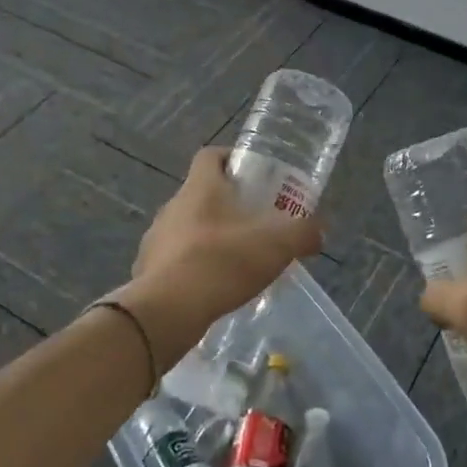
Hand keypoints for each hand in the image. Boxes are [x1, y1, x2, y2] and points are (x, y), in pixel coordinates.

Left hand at [119, 147, 322, 359]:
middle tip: (256, 222)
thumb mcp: (277, 245)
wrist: (168, 311)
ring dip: (210, 237)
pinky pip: (175, 260)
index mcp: (200, 188)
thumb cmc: (223, 262)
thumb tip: (318, 231)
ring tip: (236, 260)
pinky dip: (194, 267)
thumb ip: (303, 233)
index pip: (210, 155)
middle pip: (201, 193)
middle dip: (227, 204)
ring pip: (187, 227)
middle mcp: (173, 206)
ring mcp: (155, 239)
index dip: (231, 158)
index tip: (253, 174)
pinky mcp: (147, 271)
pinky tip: (213, 288)